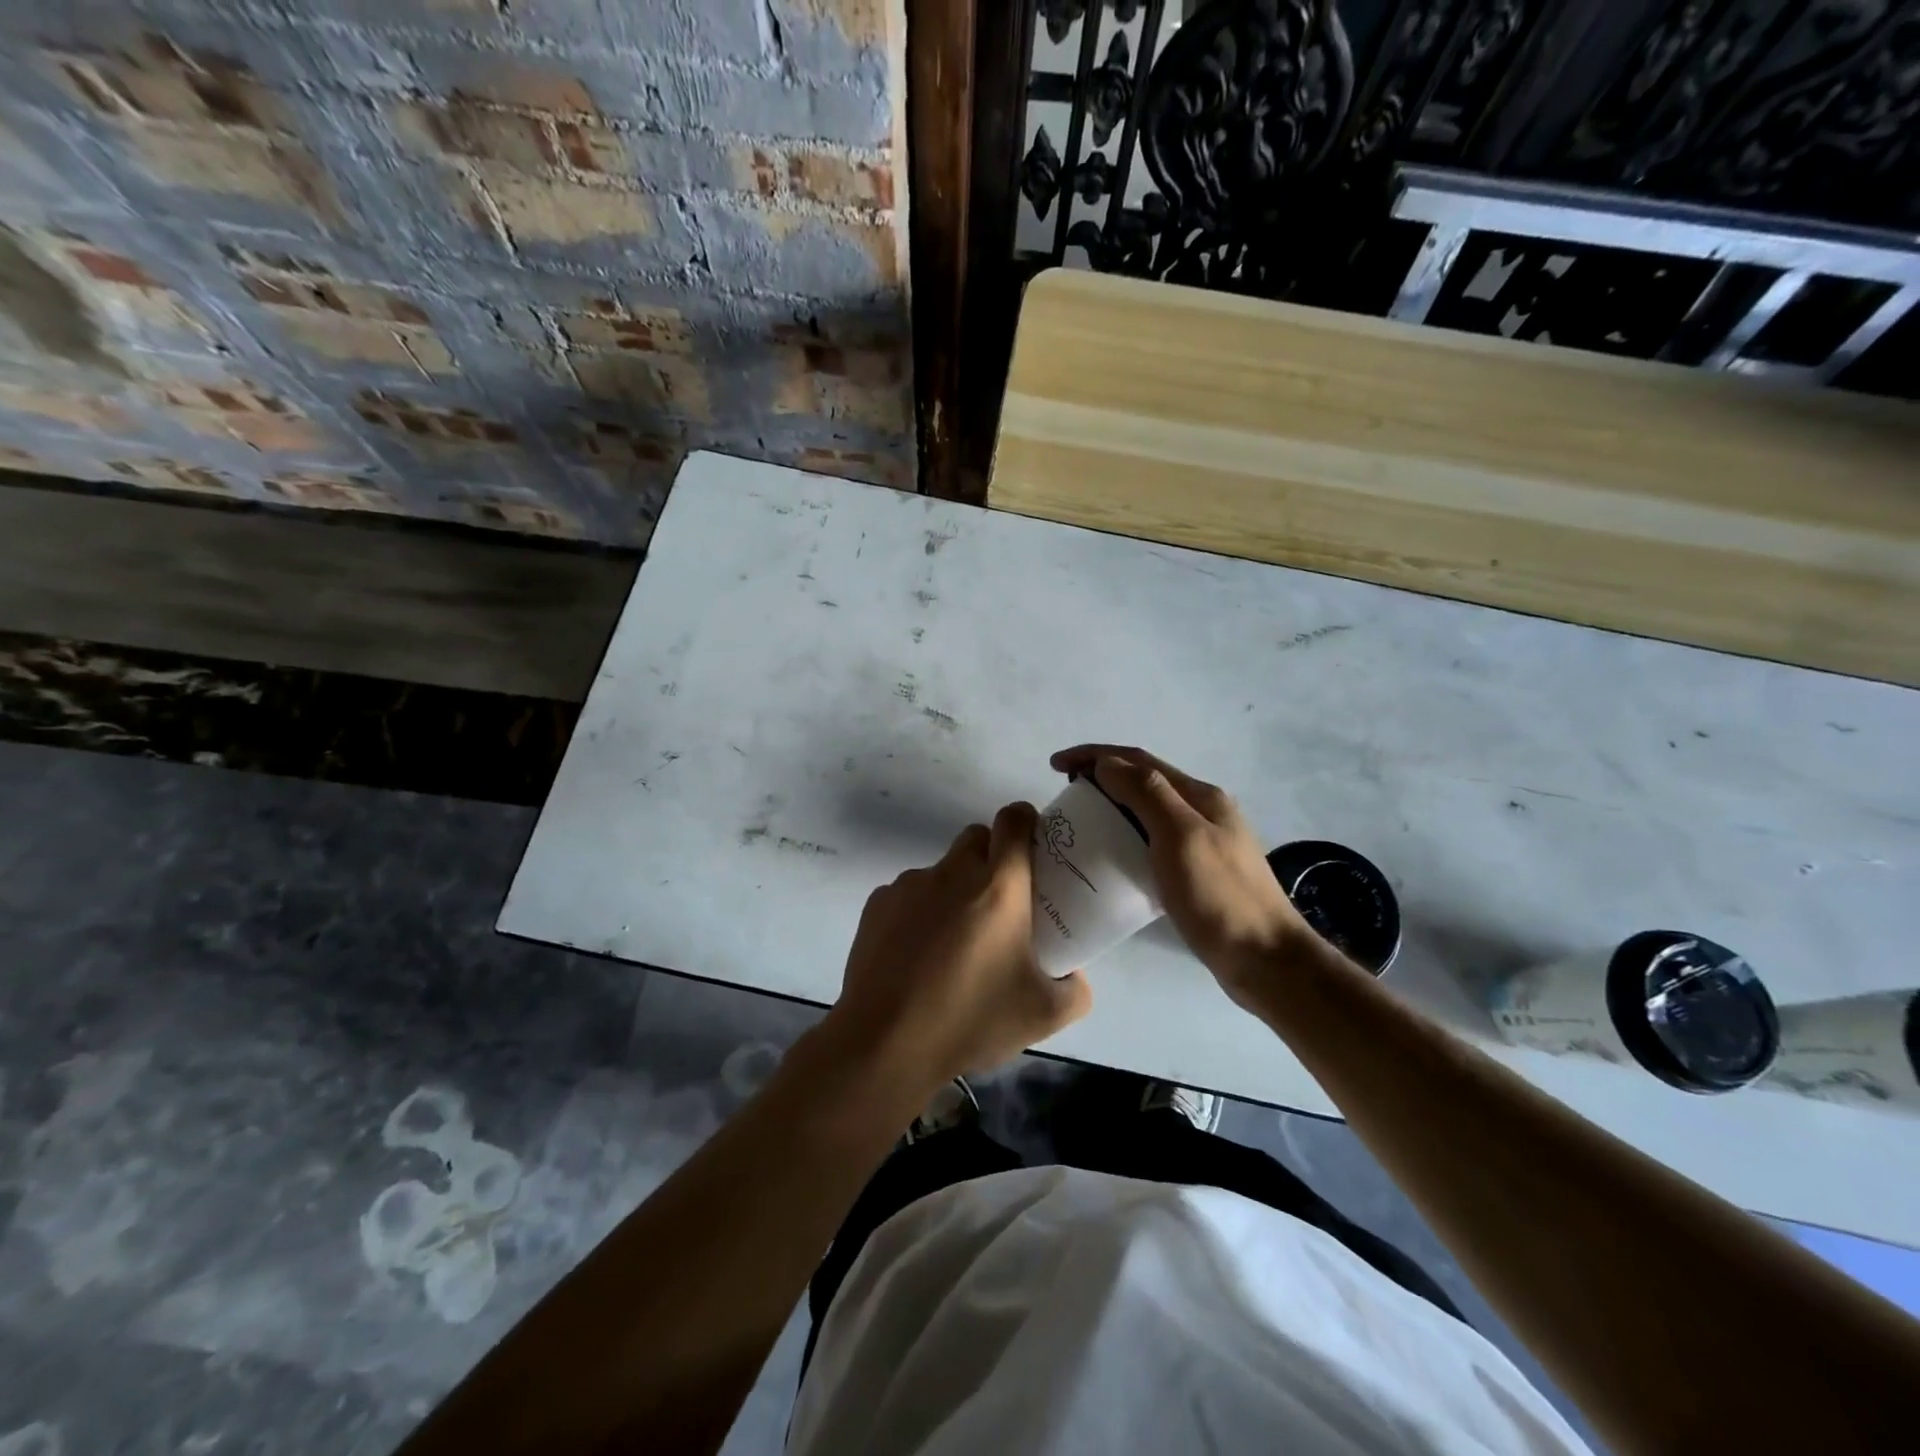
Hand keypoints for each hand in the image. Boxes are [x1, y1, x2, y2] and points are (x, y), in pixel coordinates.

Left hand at [828, 802, 1092, 1095]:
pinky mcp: (878, 904)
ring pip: (941, 870)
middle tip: (1001, 902)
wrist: (885, 1042)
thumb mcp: (1043, 1015)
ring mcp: (909, 885)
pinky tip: (917, 956)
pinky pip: (909, 894)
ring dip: (954, 890)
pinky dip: (919, 912)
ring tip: (954, 943)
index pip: (1014, 821)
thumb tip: (1075, 976)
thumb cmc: (970, 1020)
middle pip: (977, 838)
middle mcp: (953, 872)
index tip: (1034, 844)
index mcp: (999, 886)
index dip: (1026, 821)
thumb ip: (1075, 990)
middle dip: (992, 856)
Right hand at [1050, 745, 1313, 1005]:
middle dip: (1101, 778)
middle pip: (1143, 782)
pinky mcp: (1196, 873)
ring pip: (1146, 812)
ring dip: (1111, 807)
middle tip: (1065, 797)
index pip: (1139, 761)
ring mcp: (1201, 843)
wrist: (1266, 960)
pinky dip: (1124, 838)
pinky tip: (1109, 858)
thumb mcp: (1181, 837)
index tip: (1055, 766)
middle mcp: (1202, 811)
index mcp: (1200, 796)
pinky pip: (1151, 842)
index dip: (1094, 756)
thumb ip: (1146, 794)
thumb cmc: (1220, 896)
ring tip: (1080, 824)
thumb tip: (1107, 763)